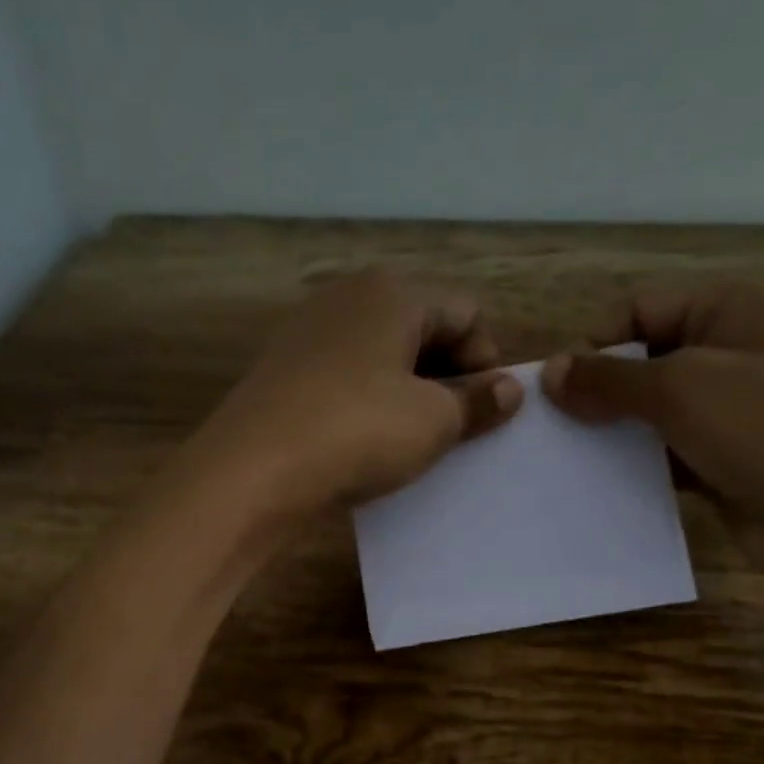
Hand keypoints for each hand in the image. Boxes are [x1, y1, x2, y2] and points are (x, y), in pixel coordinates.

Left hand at [189, 272, 523, 522]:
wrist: (252, 470)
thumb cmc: (358, 431)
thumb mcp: (433, 421)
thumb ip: (478, 401)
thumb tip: (511, 389)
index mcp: (393, 293)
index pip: (466, 313)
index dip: (488, 361)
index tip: (488, 410)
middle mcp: (348, 297)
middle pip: (422, 328)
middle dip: (449, 376)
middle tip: (456, 428)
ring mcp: (309, 332)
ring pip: (382, 355)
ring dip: (409, 393)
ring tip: (414, 440)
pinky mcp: (283, 370)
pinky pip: (347, 377)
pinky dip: (369, 402)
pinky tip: (368, 442)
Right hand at [541, 278, 763, 590]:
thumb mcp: (681, 389)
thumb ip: (609, 379)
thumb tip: (548, 374)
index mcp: (730, 309)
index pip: (640, 309)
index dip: (596, 344)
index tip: (558, 392)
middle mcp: (730, 351)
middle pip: (642, 360)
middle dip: (599, 392)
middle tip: (556, 429)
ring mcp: (729, 410)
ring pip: (650, 412)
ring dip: (613, 433)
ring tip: (569, 460)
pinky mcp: (722, 460)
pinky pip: (664, 454)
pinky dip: (635, 466)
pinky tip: (601, 486)